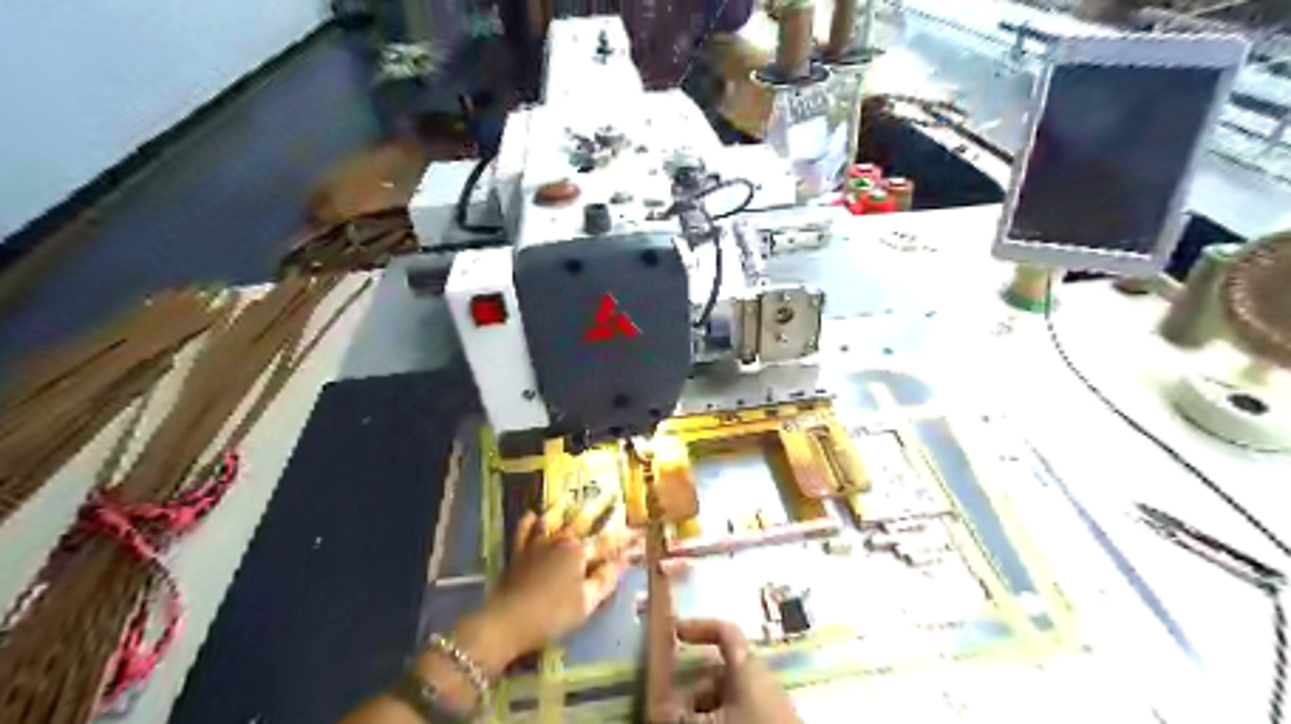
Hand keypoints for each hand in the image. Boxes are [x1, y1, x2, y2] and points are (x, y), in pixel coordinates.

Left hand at [481, 511, 636, 657]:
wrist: (506, 621)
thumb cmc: (552, 615)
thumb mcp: (586, 602)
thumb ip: (605, 580)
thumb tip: (623, 562)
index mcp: (579, 553)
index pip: (608, 543)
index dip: (626, 538)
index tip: (641, 532)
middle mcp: (559, 541)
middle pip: (581, 521)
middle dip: (599, 507)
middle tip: (610, 492)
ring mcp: (536, 545)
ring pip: (551, 520)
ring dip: (561, 507)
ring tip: (567, 497)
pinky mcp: (517, 554)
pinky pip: (522, 532)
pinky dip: (527, 522)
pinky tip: (530, 514)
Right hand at [675, 616, 797, 723]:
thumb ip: (681, 715)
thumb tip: (659, 709)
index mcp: (746, 666)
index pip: (724, 631)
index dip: (699, 627)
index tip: (674, 632)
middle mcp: (757, 678)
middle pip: (718, 671)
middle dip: (691, 687)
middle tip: (667, 706)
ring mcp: (765, 703)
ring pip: (725, 697)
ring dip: (701, 709)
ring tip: (681, 723)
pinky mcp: (768, 721)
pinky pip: (737, 713)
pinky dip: (717, 718)